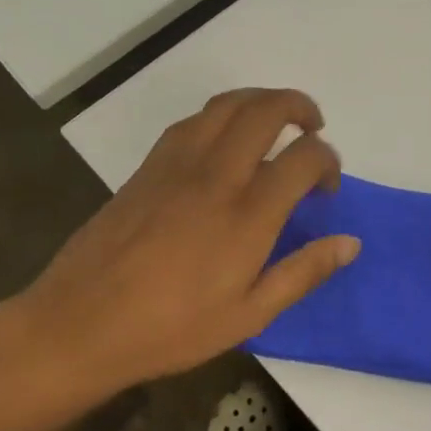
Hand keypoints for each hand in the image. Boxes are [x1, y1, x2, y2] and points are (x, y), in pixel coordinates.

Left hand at [0, 89, 358, 407]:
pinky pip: (192, 121)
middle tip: (313, 126)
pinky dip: (221, 115)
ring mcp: (178, 164)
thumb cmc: (171, 329)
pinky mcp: (148, 166)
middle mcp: (217, 175)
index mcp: (248, 214)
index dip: (328, 161)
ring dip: (261, 100)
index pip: (304, 158)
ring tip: (276, 120)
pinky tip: (224, 139)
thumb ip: (303, 272)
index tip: (327, 186)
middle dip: (300, 107)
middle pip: (267, 111)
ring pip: (227, 104)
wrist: (79, 325)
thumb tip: (350, 243)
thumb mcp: (249, 315)